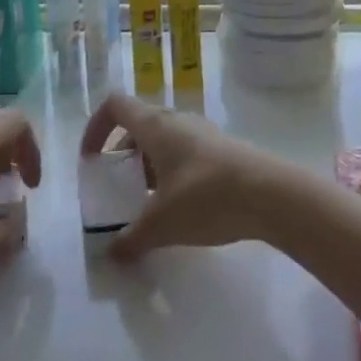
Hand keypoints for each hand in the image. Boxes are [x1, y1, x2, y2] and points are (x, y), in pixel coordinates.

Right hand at [79, 92, 293, 260]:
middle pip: (139, 125)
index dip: (96, 127)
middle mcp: (176, 120)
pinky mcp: (222, 149)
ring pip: (164, 140)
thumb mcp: (162, 223)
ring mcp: (202, 132)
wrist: (271, 194)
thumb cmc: (207, 197)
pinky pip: (185, 152)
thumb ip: (132, 238)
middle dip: (123, 154)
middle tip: (118, 188)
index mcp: (155, 126)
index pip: (115, 106)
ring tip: (148, 202)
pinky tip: (181, 207)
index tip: (90, 159)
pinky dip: (172, 172)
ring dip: (149, 165)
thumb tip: (111, 254)